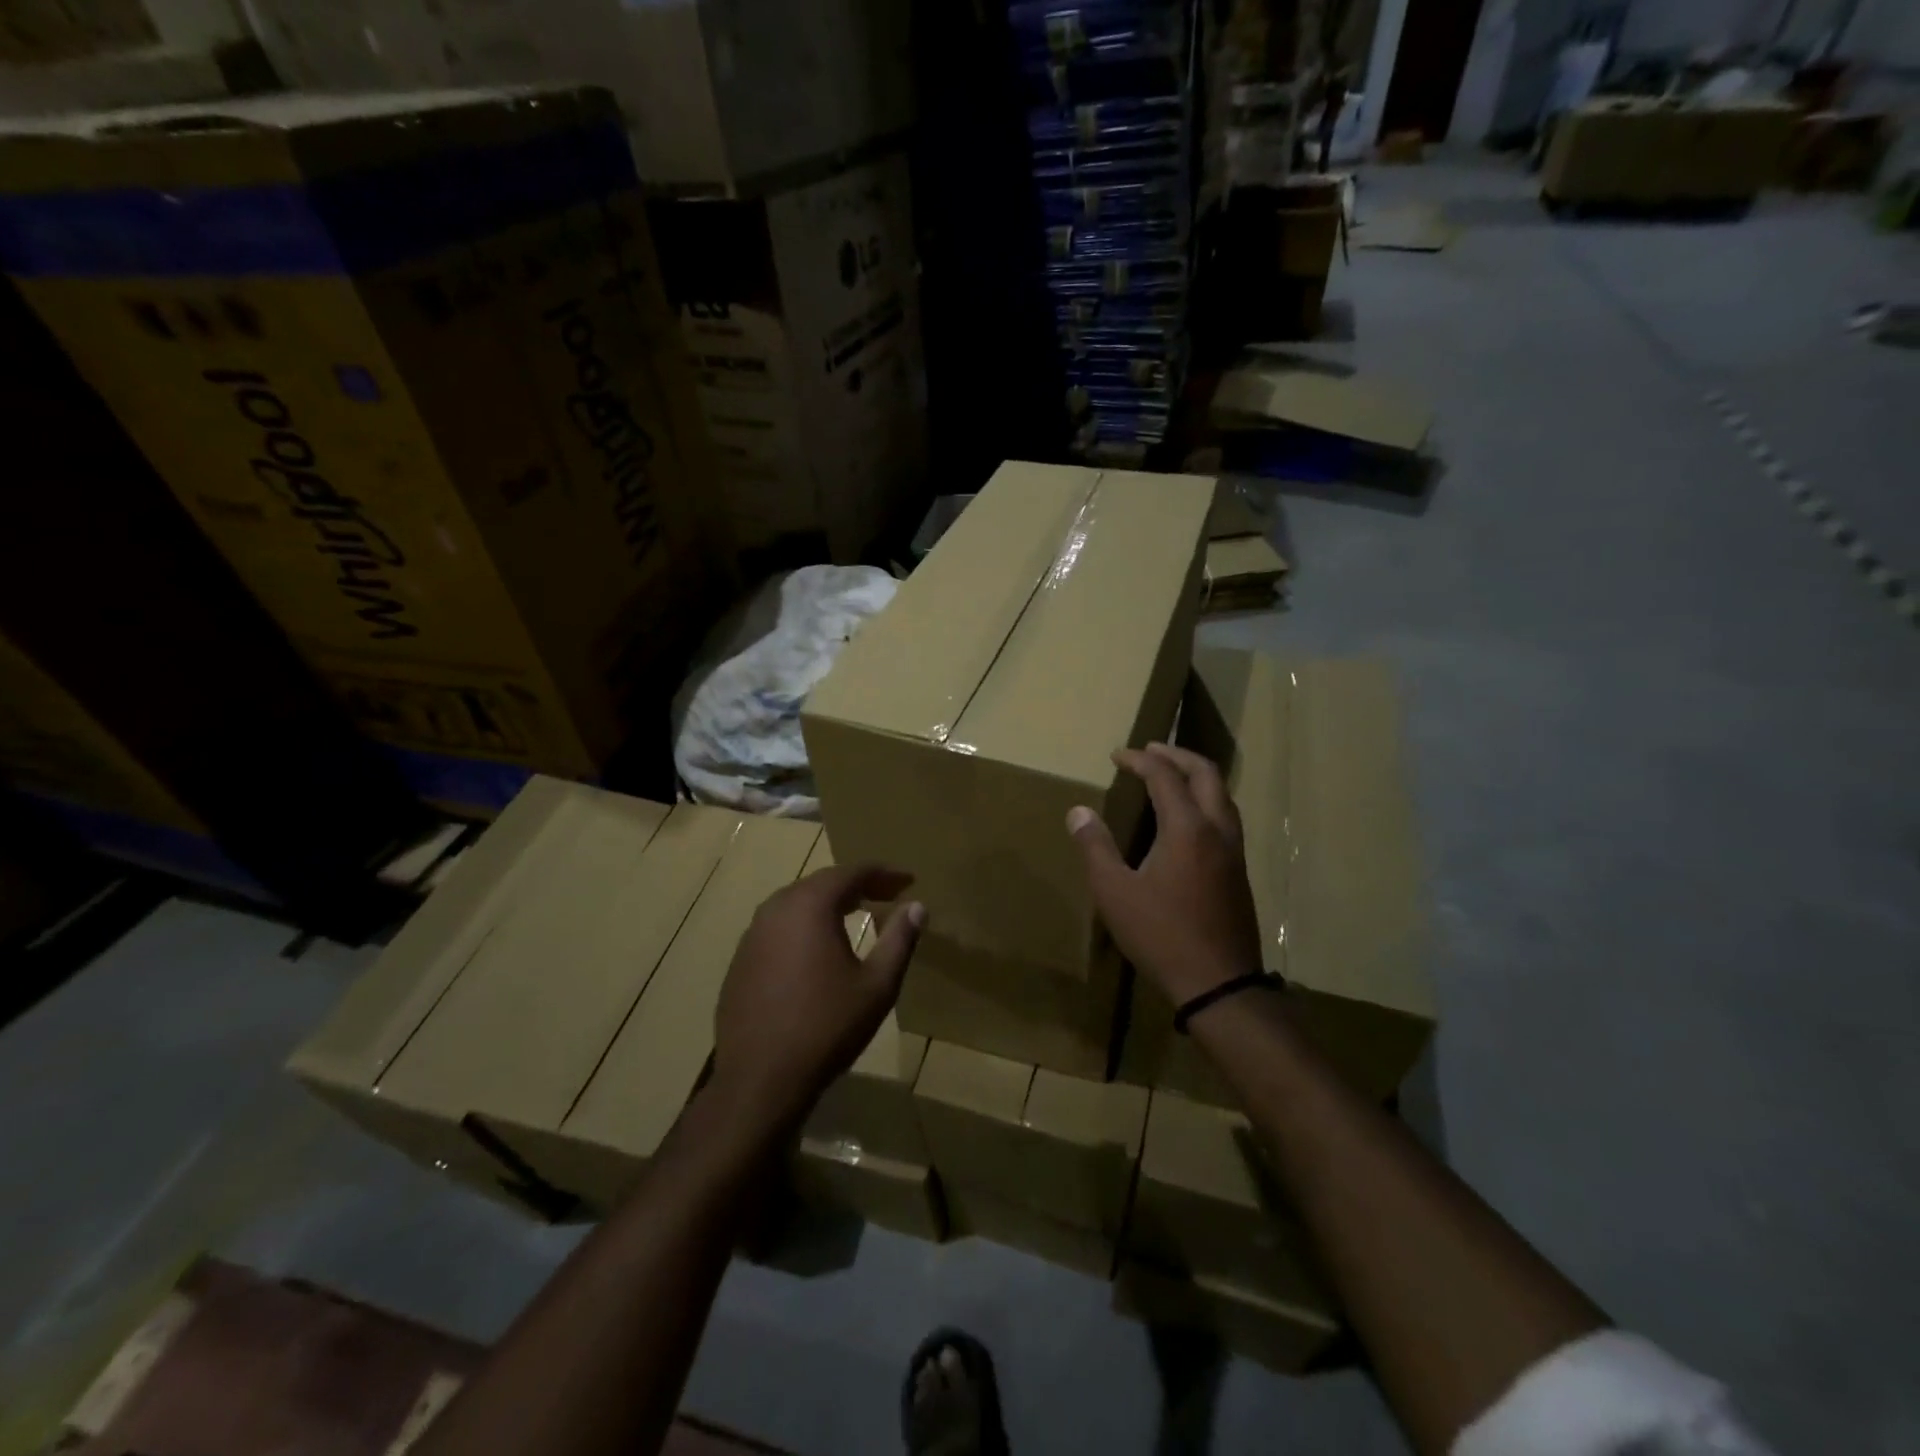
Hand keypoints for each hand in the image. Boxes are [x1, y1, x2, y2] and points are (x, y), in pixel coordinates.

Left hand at [711, 863, 925, 1133]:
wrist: (760, 1079)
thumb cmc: (827, 1027)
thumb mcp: (877, 985)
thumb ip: (899, 939)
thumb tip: (917, 906)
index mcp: (810, 906)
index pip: (852, 872)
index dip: (884, 873)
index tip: (908, 881)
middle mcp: (776, 909)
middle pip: (822, 883)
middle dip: (857, 885)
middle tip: (886, 894)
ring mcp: (752, 934)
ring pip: (796, 903)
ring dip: (828, 903)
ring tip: (856, 913)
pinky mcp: (741, 960)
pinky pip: (778, 927)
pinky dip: (804, 926)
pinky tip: (817, 949)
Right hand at [1068, 743, 1264, 1005]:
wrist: (1218, 983)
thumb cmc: (1161, 935)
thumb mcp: (1115, 892)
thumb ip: (1096, 847)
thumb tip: (1078, 812)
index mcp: (1187, 828)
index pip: (1164, 776)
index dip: (1139, 760)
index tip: (1116, 756)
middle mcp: (1217, 829)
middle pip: (1205, 773)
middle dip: (1176, 755)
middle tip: (1150, 750)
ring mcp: (1234, 851)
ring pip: (1222, 795)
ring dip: (1195, 775)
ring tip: (1169, 775)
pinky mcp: (1239, 871)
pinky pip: (1225, 816)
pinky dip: (1205, 799)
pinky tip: (1187, 818)